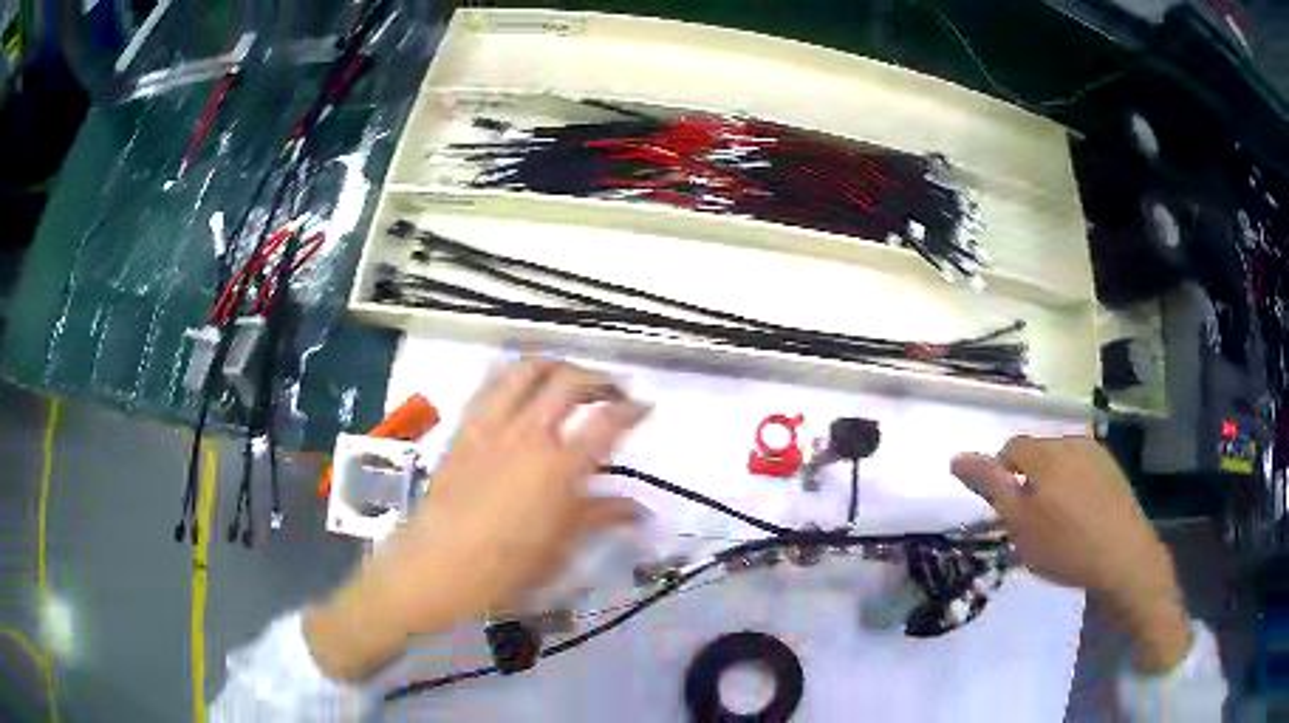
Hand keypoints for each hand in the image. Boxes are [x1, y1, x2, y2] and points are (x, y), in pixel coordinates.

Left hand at [306, 360, 649, 680]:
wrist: (432, 569)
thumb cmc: (502, 571)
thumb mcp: (559, 552)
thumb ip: (599, 518)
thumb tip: (637, 508)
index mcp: (558, 468)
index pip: (607, 422)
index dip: (632, 409)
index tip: (646, 407)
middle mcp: (526, 435)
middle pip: (570, 381)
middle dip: (600, 378)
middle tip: (613, 392)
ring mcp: (490, 427)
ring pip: (526, 370)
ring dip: (556, 365)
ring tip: (569, 378)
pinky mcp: (464, 430)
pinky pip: (490, 386)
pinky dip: (514, 375)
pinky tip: (521, 389)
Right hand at [952, 436, 1191, 672]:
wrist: (1123, 557)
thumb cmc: (1065, 546)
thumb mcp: (1020, 525)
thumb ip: (991, 487)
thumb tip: (957, 458)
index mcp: (1046, 453)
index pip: (1010, 449)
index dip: (1002, 478)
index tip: (1009, 513)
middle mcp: (1071, 441)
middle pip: (1037, 453)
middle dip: (1029, 480)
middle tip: (1032, 522)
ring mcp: (1096, 453)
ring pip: (1060, 460)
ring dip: (1052, 482)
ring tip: (1058, 521)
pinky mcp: (1112, 468)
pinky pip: (1082, 468)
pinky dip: (1074, 485)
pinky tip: (1081, 516)